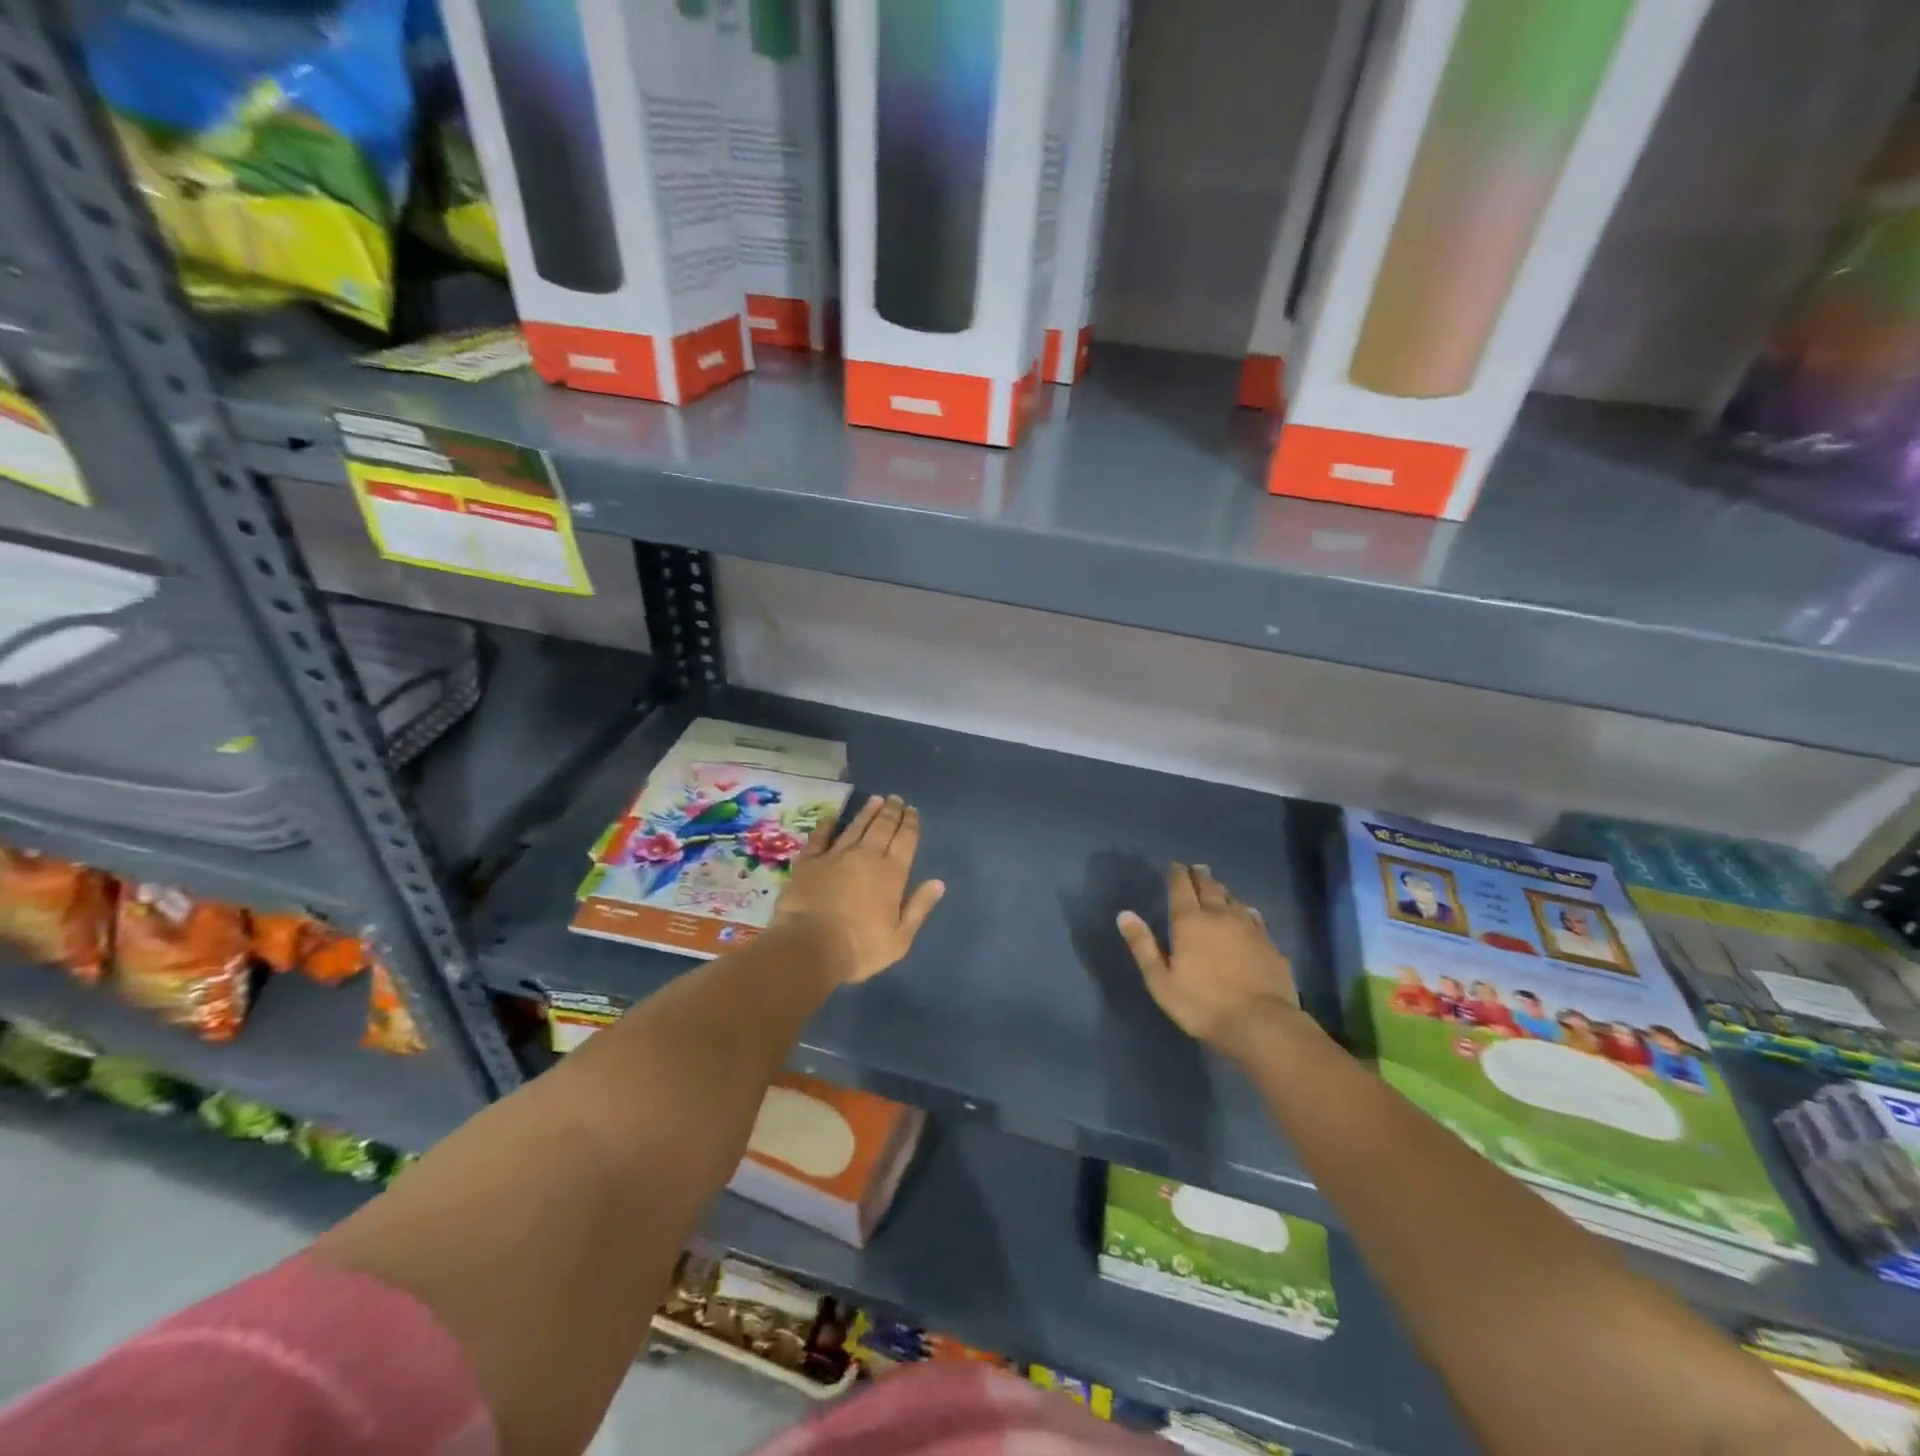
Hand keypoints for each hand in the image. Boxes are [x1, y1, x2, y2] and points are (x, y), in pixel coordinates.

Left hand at [771, 795, 945, 984]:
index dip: (910, 824)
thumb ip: (919, 907)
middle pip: (882, 828)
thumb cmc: (860, 948)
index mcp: (891, 874)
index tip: (913, 810)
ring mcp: (835, 856)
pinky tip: (830, 817)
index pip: (905, 841)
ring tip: (875, 799)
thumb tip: (939, 883)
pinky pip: (819, 838)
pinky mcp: (809, 862)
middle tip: (895, 799)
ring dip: (867, 812)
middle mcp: (866, 857)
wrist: (808, 946)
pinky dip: (826, 826)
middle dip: (891, 812)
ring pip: (855, 827)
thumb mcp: (899, 938)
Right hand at [1118, 863, 1299, 1054]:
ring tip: (1217, 886)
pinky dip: (1246, 910)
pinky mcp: (1270, 944)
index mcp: (1190, 922)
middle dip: (1200, 876)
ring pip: (1233, 899)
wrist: (1261, 1023)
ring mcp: (1249, 928)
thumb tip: (1124, 914)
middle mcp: (1220, 916)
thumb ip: (1143, 946)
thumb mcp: (1161, 981)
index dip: (1177, 874)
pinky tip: (1247, 912)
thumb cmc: (1203, 1005)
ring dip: (1222, 890)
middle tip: (1196, 867)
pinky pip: (1255, 917)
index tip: (1175, 865)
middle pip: (1209, 887)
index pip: (1181, 888)